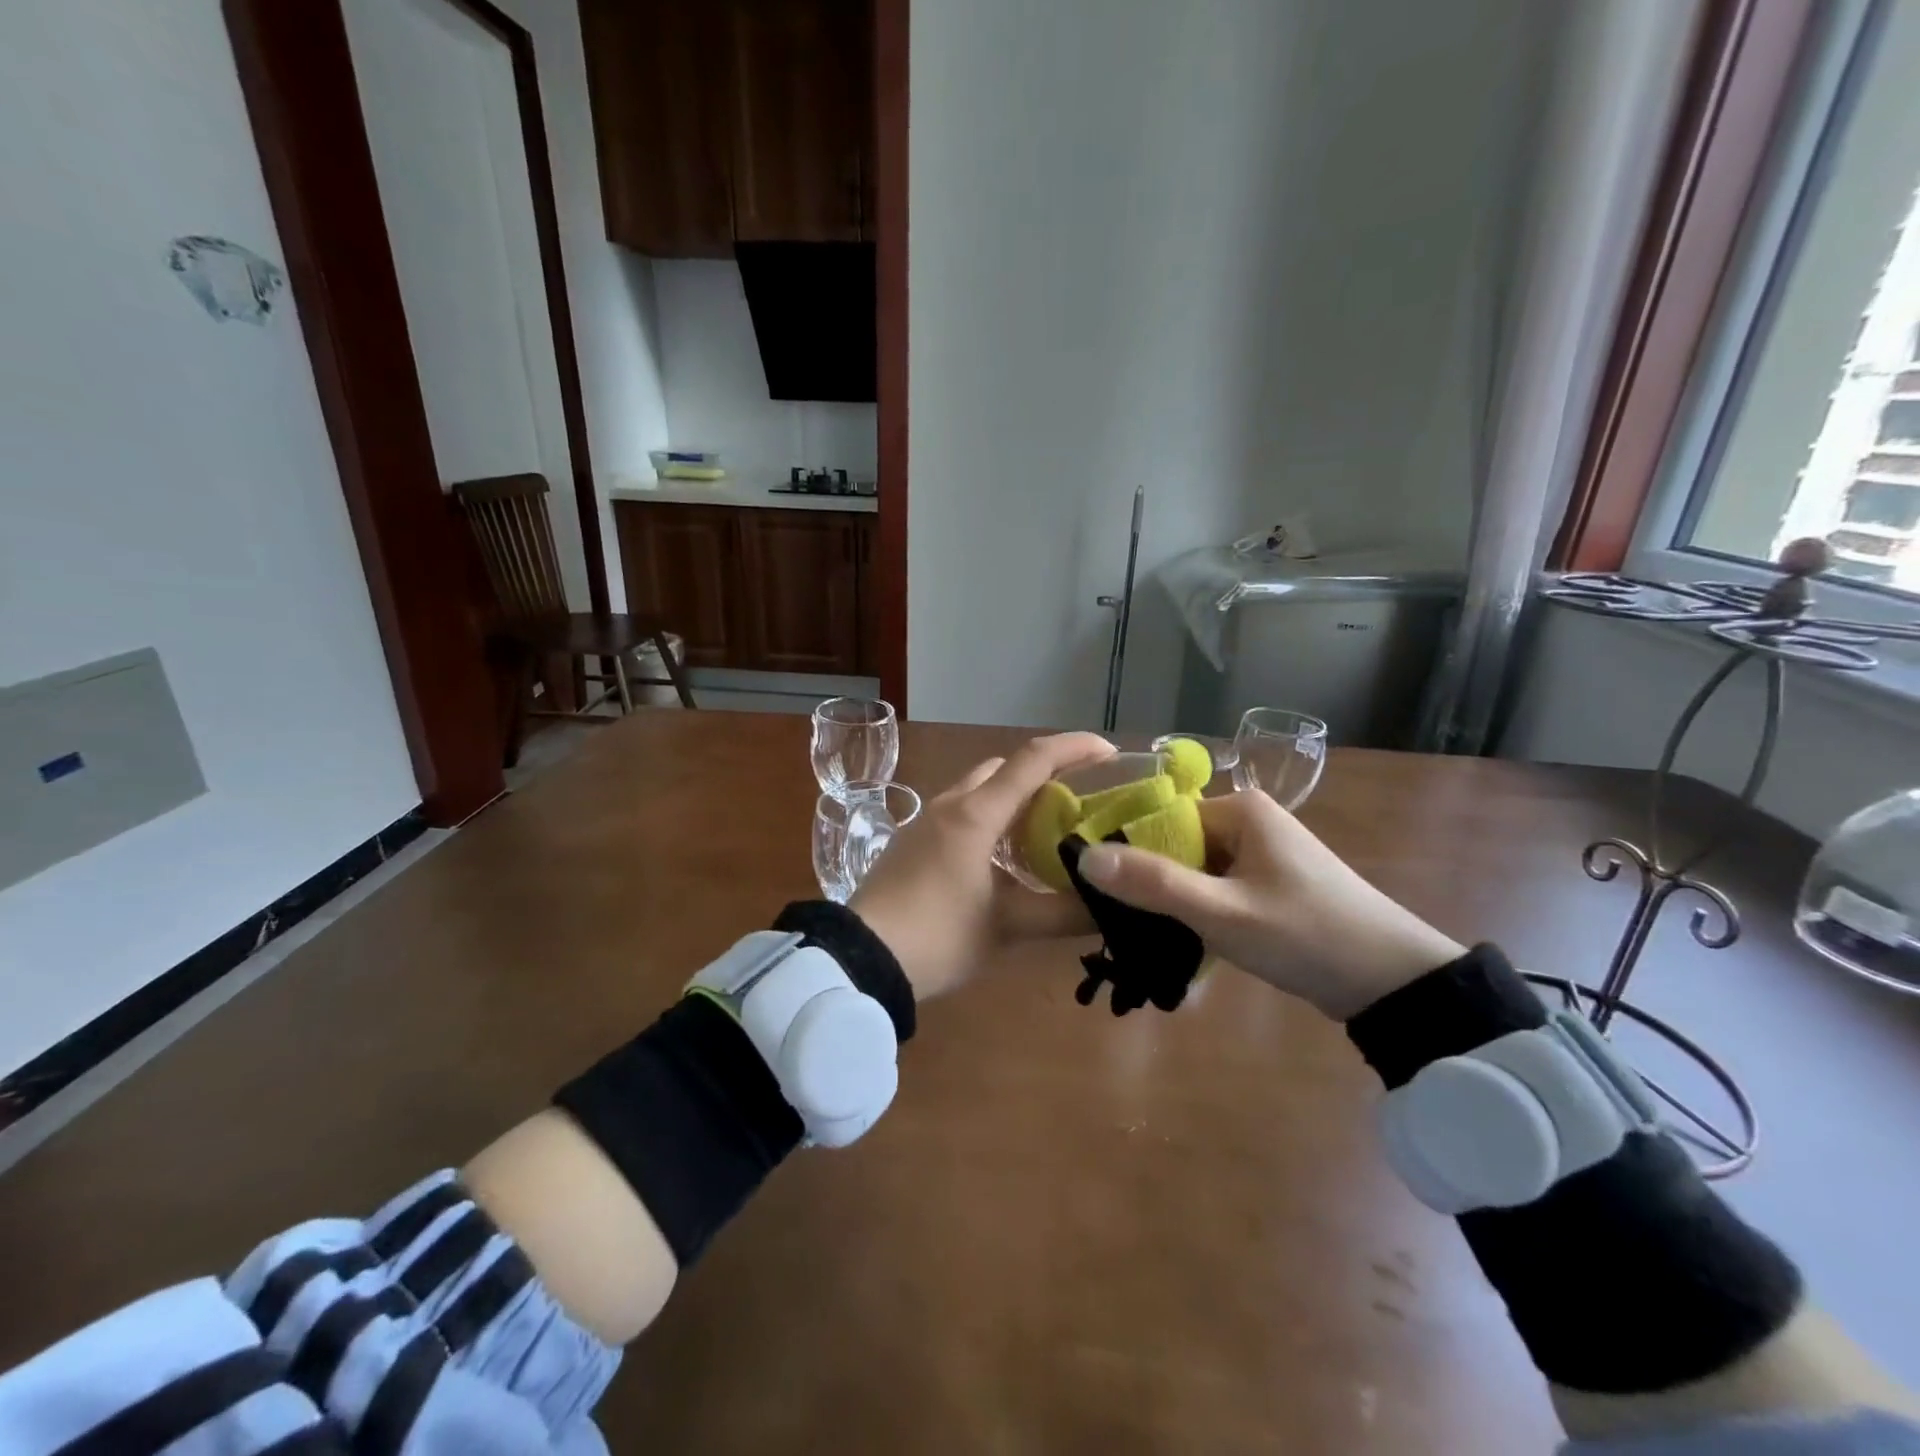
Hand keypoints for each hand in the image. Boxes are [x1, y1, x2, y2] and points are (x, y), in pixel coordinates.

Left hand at [850, 733, 1114, 999]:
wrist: (860, 960)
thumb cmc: (937, 937)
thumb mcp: (1006, 927)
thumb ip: (1062, 914)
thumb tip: (1111, 908)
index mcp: (975, 814)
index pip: (1032, 761)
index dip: (1075, 748)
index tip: (1112, 752)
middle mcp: (950, 805)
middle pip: (1004, 769)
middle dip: (1044, 774)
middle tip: (1080, 800)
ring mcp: (926, 822)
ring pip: (980, 790)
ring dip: (1015, 798)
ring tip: (1048, 829)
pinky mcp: (913, 842)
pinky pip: (961, 812)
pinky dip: (991, 818)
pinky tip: (1005, 856)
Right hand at [1073, 790, 1463, 1020]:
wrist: (1394, 983)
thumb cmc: (1306, 935)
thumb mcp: (1222, 912)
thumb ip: (1153, 884)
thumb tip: (1084, 857)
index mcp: (1241, 810)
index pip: (1162, 820)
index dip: (1130, 853)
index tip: (1100, 891)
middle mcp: (1251, 821)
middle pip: (1178, 845)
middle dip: (1154, 883)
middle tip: (1126, 924)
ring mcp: (1265, 854)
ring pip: (1197, 871)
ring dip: (1177, 903)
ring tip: (1150, 937)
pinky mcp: (1274, 885)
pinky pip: (1220, 889)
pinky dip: (1202, 912)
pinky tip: (1188, 942)